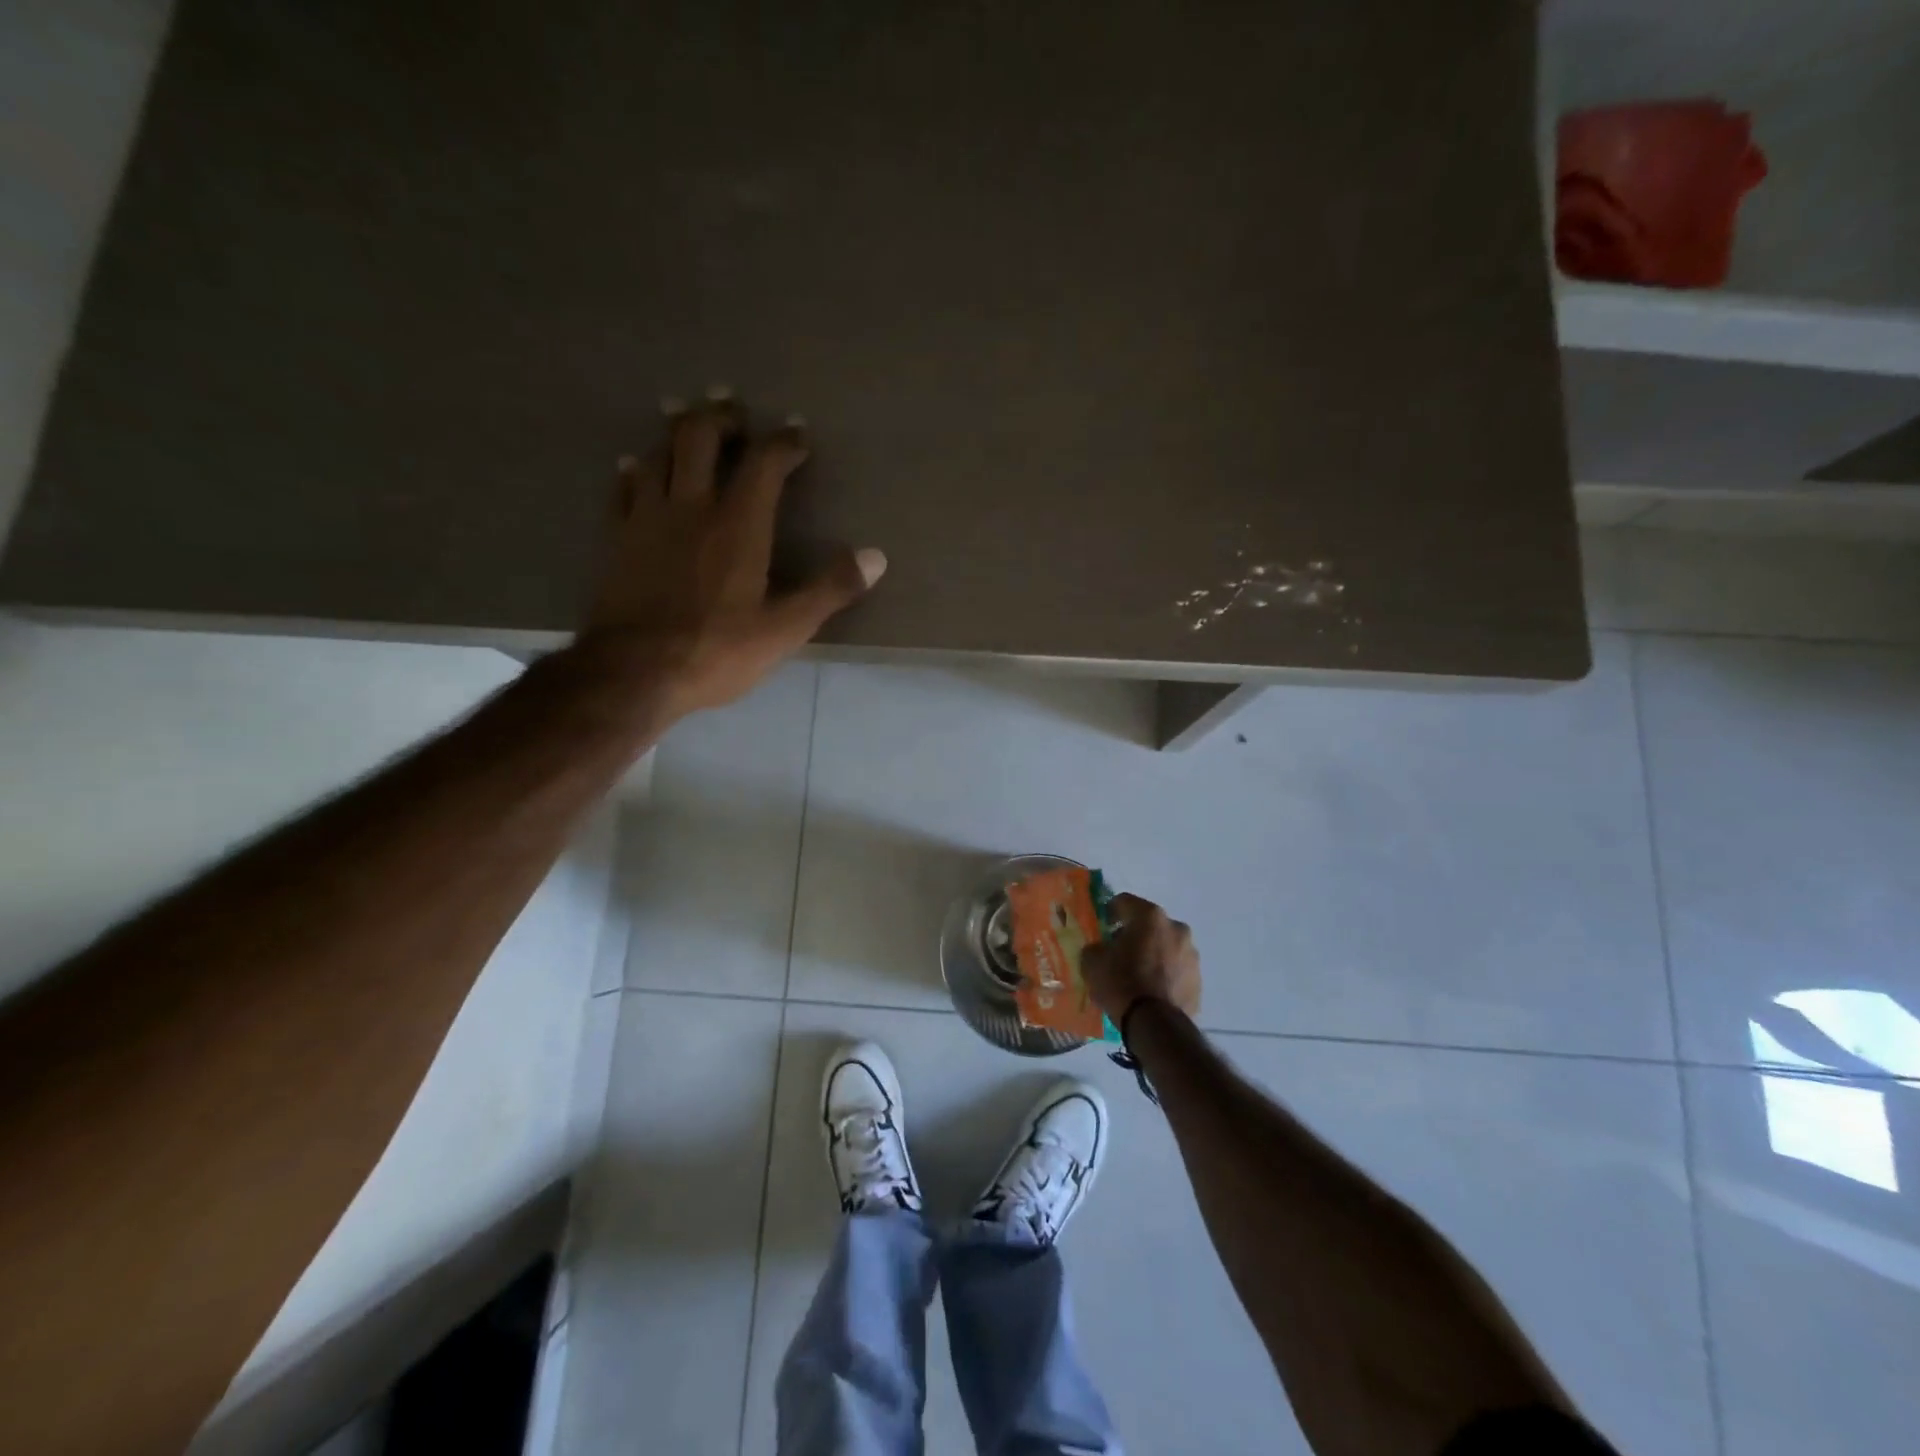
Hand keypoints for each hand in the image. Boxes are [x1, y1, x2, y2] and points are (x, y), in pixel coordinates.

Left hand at [586, 394, 885, 716]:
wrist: (634, 672)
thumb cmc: (717, 651)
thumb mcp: (785, 629)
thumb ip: (830, 589)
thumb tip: (875, 556)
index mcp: (738, 524)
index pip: (765, 463)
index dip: (784, 442)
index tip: (798, 434)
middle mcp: (692, 506)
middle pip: (700, 437)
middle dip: (721, 415)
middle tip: (733, 406)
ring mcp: (649, 519)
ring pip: (659, 453)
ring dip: (676, 430)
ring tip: (686, 418)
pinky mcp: (618, 538)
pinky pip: (625, 488)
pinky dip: (635, 469)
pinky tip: (636, 466)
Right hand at [1081, 893, 1201, 1021]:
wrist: (1155, 1025)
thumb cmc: (1121, 983)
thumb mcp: (1092, 962)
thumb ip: (1096, 947)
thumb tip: (1101, 949)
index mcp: (1150, 916)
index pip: (1124, 901)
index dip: (1110, 912)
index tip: (1102, 928)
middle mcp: (1176, 927)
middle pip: (1149, 924)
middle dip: (1134, 934)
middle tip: (1118, 953)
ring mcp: (1191, 954)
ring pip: (1165, 946)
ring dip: (1152, 954)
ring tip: (1137, 976)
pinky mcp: (1199, 979)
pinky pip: (1176, 969)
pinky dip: (1165, 974)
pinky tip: (1151, 991)